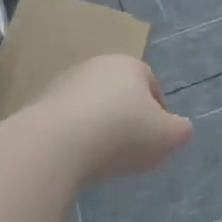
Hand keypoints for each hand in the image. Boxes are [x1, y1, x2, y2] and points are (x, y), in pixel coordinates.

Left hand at [30, 54, 192, 182]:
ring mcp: (65, 82)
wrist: (57, 142)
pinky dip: (75, 134)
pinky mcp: (41, 103)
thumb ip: (180, 130)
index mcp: (129, 65)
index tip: (156, 138)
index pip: (150, 83)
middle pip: (119, 92)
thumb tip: (180, 127)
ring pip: (92, 104)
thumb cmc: (122, 133)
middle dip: (126, 116)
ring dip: (99, 125)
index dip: (158, 111)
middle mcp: (96, 65)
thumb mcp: (167, 136)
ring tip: (102, 156)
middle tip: (131, 148)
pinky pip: (67, 119)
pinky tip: (77, 156)